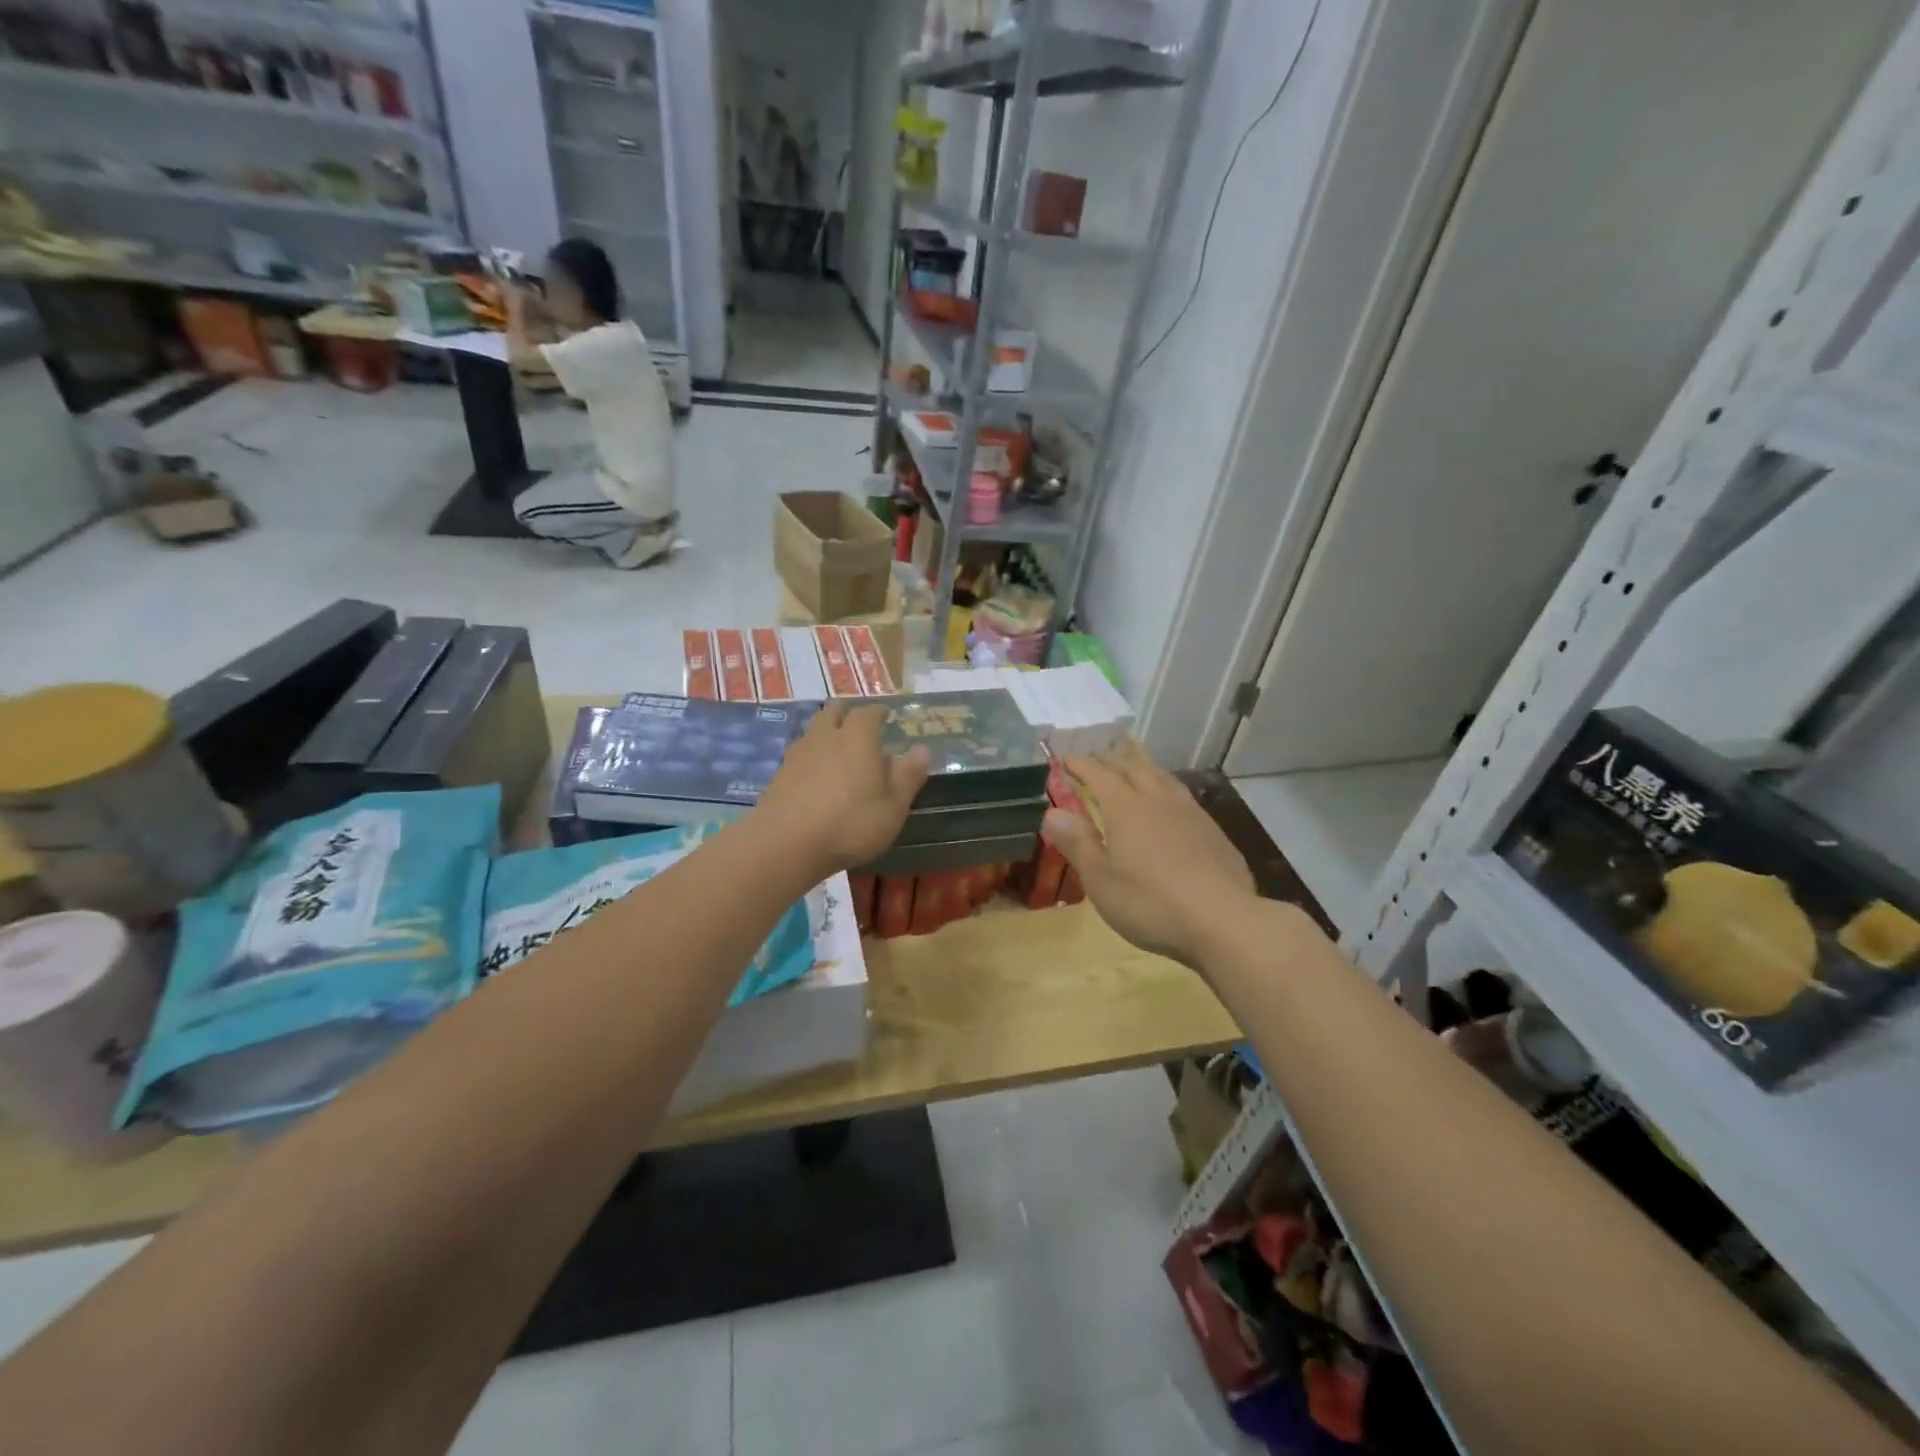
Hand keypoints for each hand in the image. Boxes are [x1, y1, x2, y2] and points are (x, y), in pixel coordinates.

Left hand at [756, 702, 930, 879]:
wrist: (785, 844)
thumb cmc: (850, 824)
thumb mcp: (892, 807)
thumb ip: (908, 776)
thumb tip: (922, 749)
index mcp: (858, 737)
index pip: (869, 712)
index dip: (878, 712)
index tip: (886, 715)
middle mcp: (827, 736)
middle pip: (835, 710)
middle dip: (848, 712)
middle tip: (860, 724)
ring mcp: (799, 753)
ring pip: (814, 729)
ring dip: (828, 731)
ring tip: (839, 748)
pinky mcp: (780, 774)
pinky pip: (801, 753)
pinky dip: (812, 755)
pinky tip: (818, 775)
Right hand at [1044, 752, 1256, 968]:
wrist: (1223, 921)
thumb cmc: (1150, 903)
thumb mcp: (1100, 880)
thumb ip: (1077, 843)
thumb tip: (1053, 812)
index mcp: (1126, 808)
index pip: (1098, 774)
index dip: (1080, 764)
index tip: (1065, 758)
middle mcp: (1158, 800)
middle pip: (1132, 769)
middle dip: (1111, 761)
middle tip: (1097, 760)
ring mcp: (1191, 813)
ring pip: (1163, 779)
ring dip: (1143, 770)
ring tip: (1134, 771)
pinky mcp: (1214, 832)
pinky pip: (1184, 797)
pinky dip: (1167, 791)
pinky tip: (1171, 807)